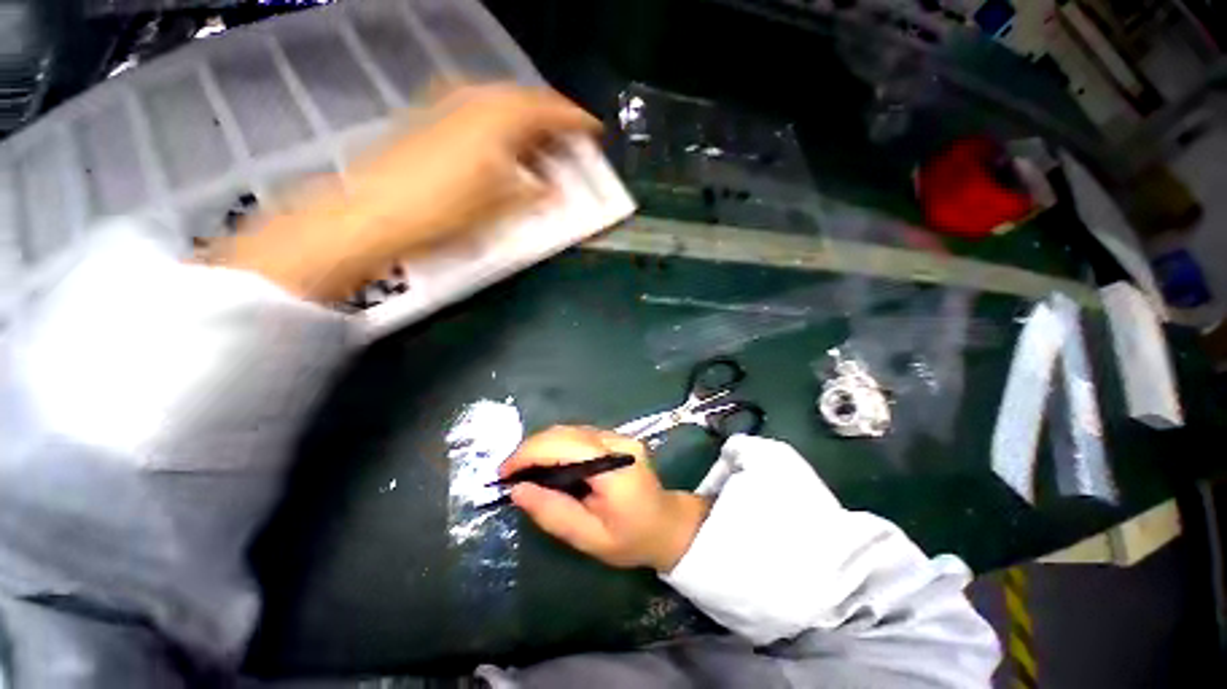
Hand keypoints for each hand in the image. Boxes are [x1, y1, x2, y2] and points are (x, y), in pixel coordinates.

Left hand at [207, 84, 600, 300]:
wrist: (374, 212)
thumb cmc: (447, 211)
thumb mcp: (503, 207)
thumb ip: (536, 193)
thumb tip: (554, 189)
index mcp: (500, 117)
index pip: (550, 109)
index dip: (577, 121)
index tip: (595, 132)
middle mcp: (475, 98)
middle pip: (526, 100)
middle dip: (552, 121)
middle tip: (570, 143)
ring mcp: (448, 103)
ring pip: (501, 104)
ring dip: (526, 124)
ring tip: (540, 150)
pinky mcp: (430, 116)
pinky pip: (479, 111)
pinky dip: (500, 127)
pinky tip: (502, 149)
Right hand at [500, 426, 710, 571]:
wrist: (667, 524)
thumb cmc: (631, 539)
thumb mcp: (589, 538)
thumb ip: (553, 513)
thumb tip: (517, 490)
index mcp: (614, 465)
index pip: (564, 445)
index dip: (528, 453)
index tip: (502, 474)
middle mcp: (617, 441)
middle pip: (564, 432)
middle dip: (530, 449)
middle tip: (508, 474)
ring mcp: (619, 435)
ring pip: (569, 430)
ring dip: (541, 446)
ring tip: (523, 470)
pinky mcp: (616, 437)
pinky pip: (578, 435)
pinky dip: (556, 446)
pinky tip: (546, 463)